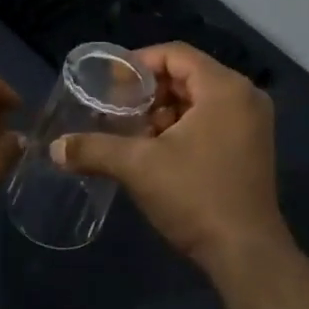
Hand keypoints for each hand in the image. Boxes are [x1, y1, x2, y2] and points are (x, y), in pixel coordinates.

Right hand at [52, 43, 291, 273]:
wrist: (246, 254)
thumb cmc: (195, 196)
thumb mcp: (138, 167)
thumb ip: (94, 149)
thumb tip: (56, 148)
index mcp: (225, 88)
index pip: (175, 54)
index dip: (138, 64)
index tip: (110, 84)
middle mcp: (245, 97)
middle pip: (187, 75)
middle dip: (149, 92)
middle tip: (117, 110)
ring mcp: (253, 123)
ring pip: (198, 99)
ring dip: (164, 111)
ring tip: (133, 133)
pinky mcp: (251, 147)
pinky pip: (212, 119)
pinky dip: (183, 126)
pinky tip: (157, 150)